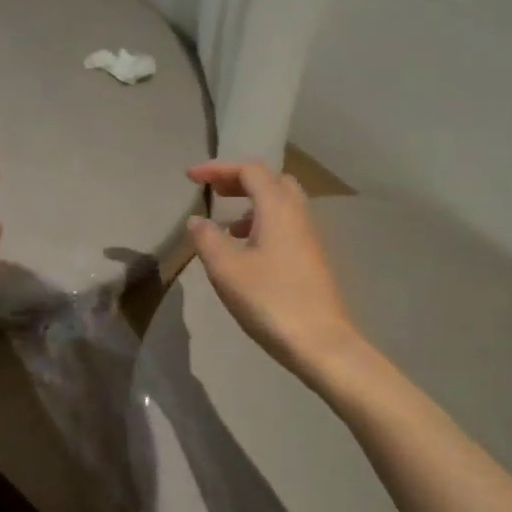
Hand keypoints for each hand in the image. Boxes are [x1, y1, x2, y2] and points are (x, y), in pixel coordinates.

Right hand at [185, 160, 361, 381]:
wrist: (321, 343)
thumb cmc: (270, 300)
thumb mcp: (226, 269)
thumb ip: (206, 238)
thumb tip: (197, 220)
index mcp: (277, 207)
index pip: (249, 170)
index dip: (217, 168)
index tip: (190, 177)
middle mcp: (297, 214)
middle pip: (270, 180)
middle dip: (239, 180)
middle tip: (213, 192)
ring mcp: (309, 236)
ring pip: (281, 203)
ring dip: (251, 203)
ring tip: (226, 224)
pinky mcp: (312, 258)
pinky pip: (285, 224)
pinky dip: (262, 222)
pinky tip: (246, 251)